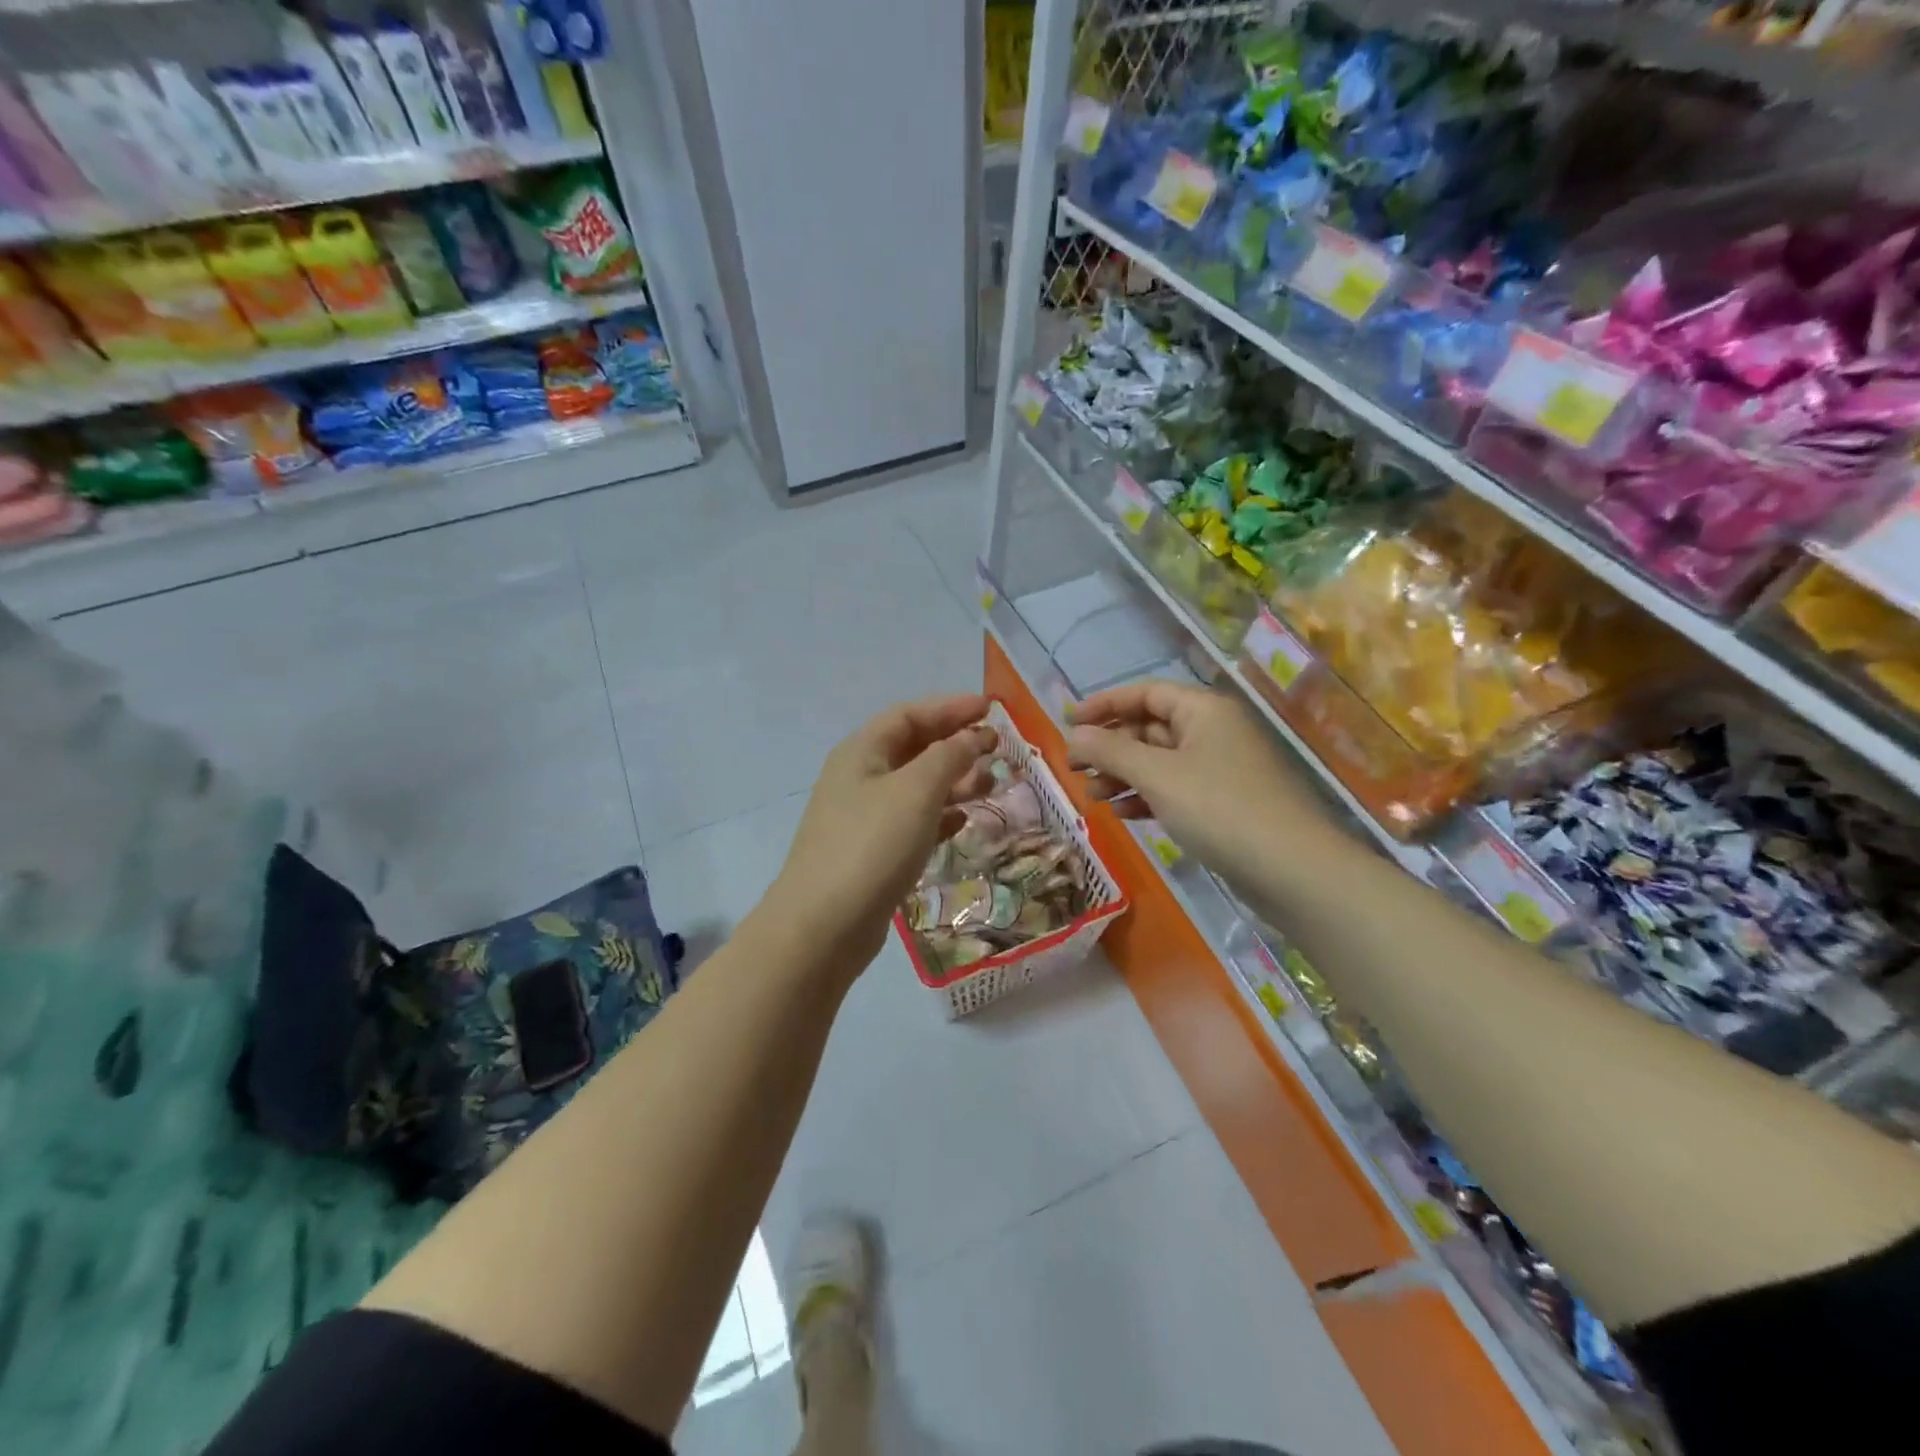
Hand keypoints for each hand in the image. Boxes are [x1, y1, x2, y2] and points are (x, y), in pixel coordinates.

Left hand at [764, 694, 998, 975]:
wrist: (824, 926)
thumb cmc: (872, 845)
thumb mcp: (916, 790)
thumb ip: (949, 756)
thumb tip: (974, 735)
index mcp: (862, 752)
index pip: (909, 715)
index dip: (950, 708)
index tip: (991, 709)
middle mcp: (860, 778)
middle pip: (913, 748)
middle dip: (956, 744)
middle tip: (998, 749)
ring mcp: (864, 817)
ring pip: (916, 787)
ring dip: (953, 781)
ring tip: (992, 784)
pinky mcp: (873, 853)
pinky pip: (912, 821)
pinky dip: (940, 816)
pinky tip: (963, 821)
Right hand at [1067, 681, 1337, 888]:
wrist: (1293, 870)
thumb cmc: (1220, 809)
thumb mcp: (1157, 776)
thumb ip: (1111, 751)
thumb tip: (1074, 734)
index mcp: (1204, 710)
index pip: (1145, 693)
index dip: (1104, 705)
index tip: (1068, 723)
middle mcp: (1214, 732)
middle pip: (1151, 727)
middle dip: (1111, 746)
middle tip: (1074, 768)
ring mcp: (1221, 769)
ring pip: (1160, 761)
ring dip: (1124, 775)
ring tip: (1093, 796)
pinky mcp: (1224, 803)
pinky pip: (1176, 789)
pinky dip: (1147, 796)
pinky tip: (1124, 814)